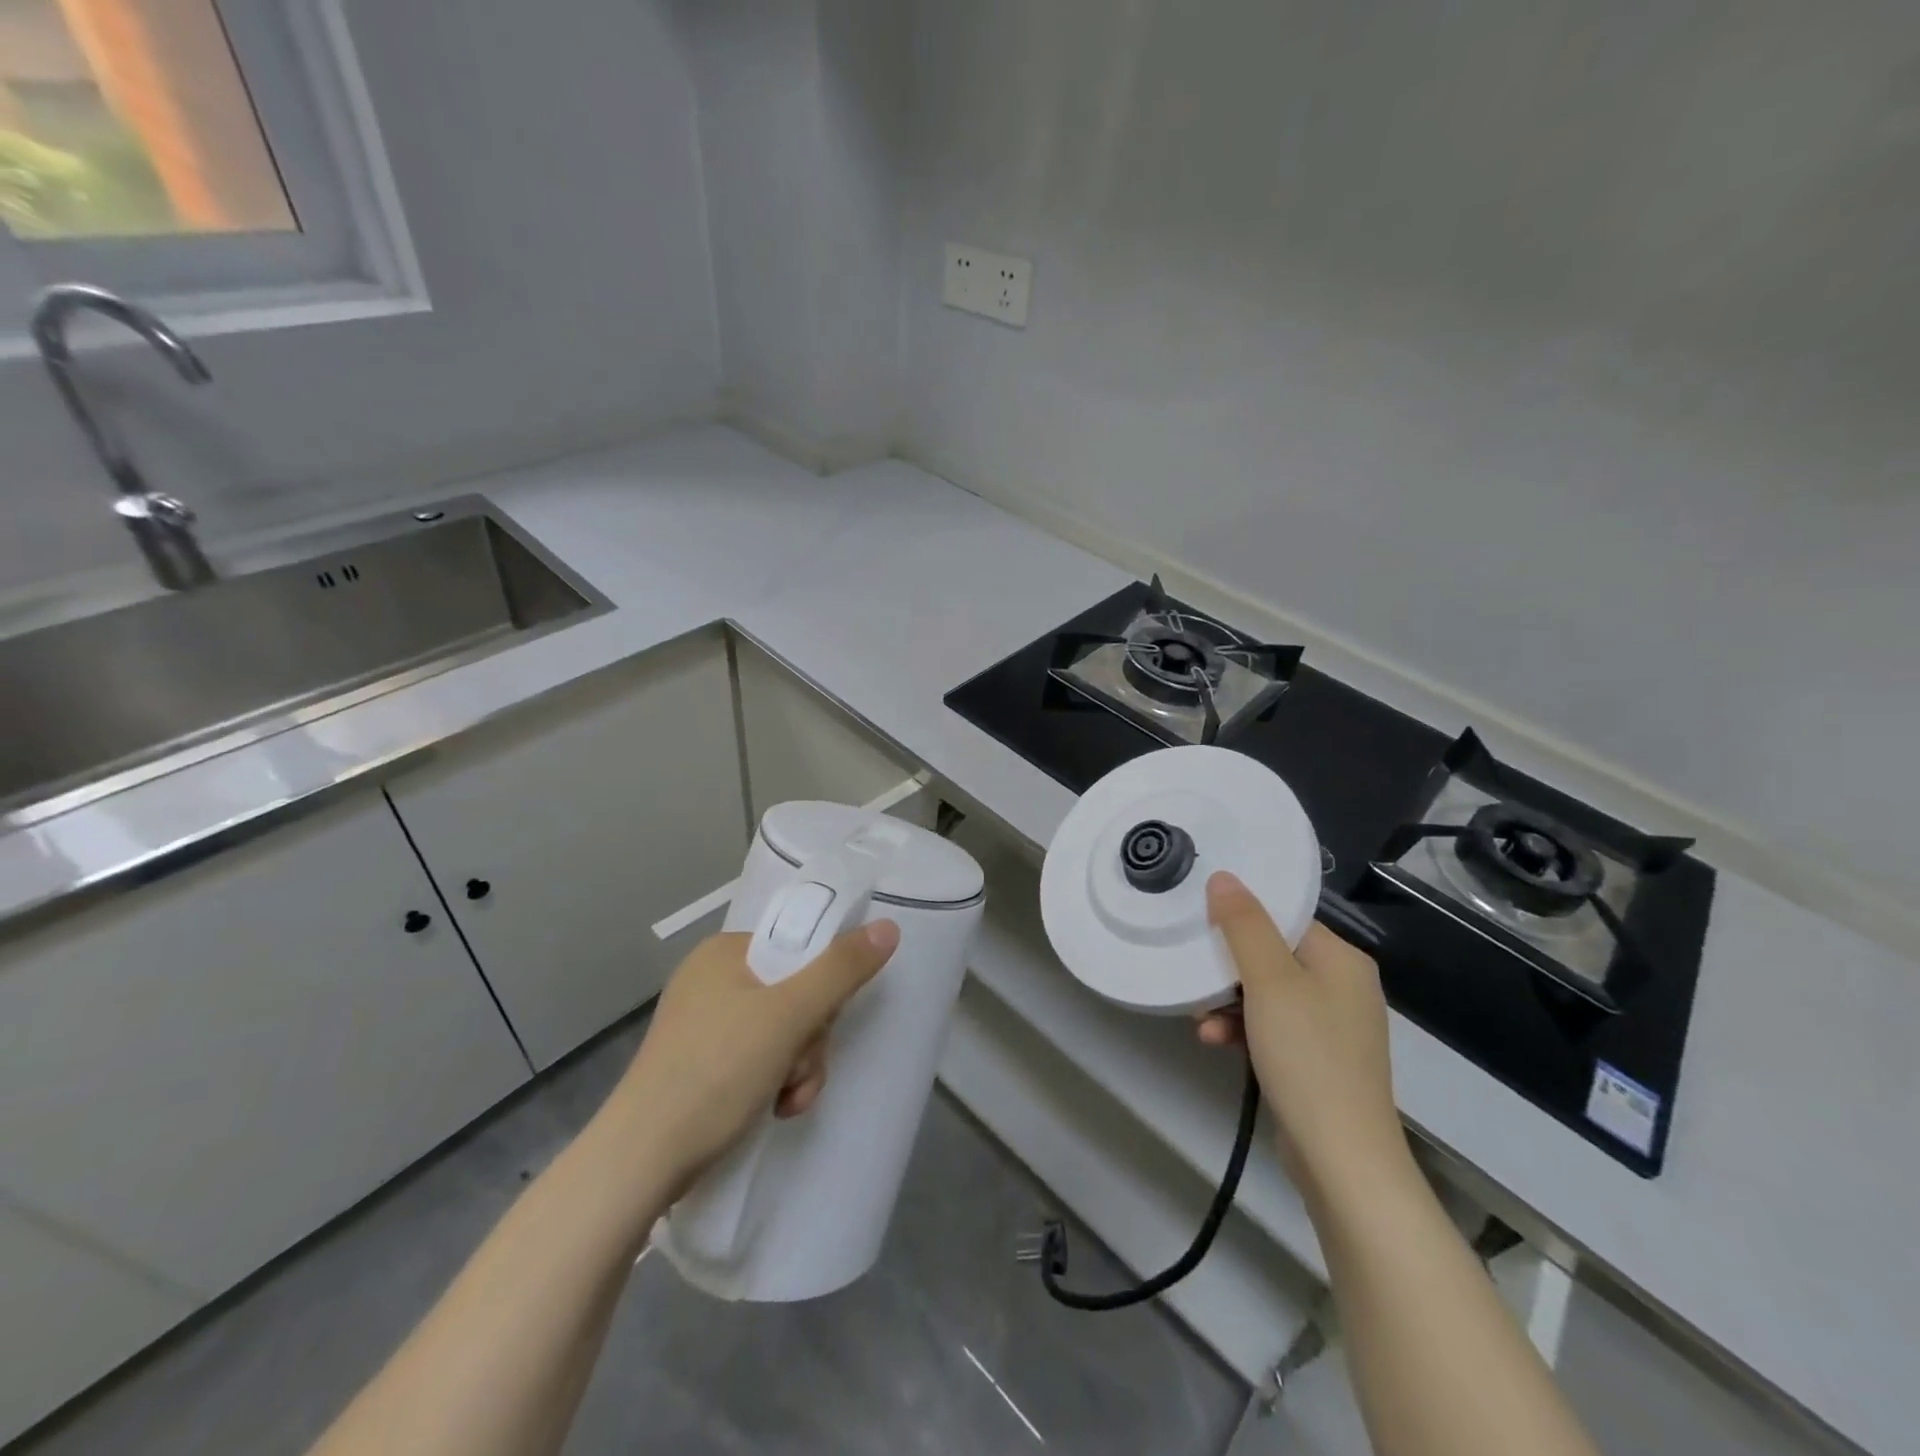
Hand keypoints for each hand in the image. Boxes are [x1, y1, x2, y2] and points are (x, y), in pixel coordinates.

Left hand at [603, 924, 898, 1196]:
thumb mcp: (789, 1015)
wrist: (641, 1162)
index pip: (799, 949)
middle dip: (810, 1039)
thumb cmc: (716, 1071)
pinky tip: (773, 1110)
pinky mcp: (701, 1065)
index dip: (822, 987)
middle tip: (798, 1069)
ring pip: (783, 1032)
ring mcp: (704, 1025)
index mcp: (725, 952)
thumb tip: (888, 927)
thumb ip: (841, 969)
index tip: (819, 1022)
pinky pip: (759, 1059)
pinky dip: (775, 1083)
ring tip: (785, 1101)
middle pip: (795, 994)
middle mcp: (712, 981)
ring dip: (799, 1067)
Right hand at [1198, 872, 1408, 1201]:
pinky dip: (1243, 1029)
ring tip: (1199, 1020)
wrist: (1341, 1158)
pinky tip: (1215, 1042)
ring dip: (1227, 1002)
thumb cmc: (1307, 1056)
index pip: (1285, 918)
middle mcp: (1342, 986)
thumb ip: (1244, 926)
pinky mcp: (1318, 1059)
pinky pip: (1272, 1027)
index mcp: (1341, 959)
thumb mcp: (1269, 982)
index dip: (1241, 917)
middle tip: (1193, 976)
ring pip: (1266, 994)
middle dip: (1226, 968)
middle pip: (1271, 955)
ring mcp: (1332, 1026)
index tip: (1201, 922)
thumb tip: (1224, 877)